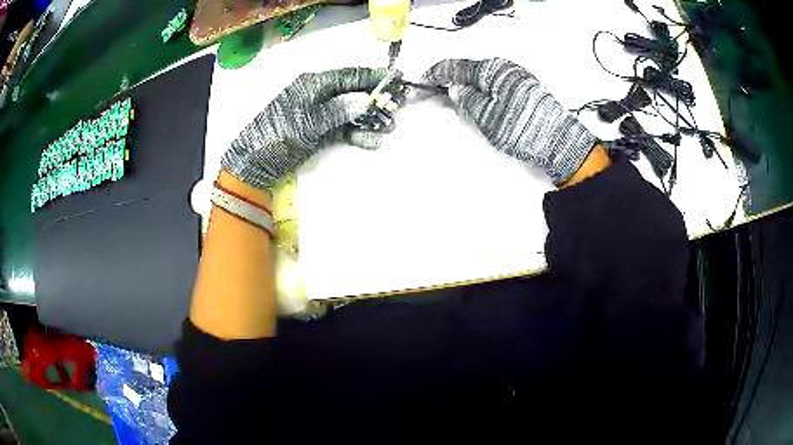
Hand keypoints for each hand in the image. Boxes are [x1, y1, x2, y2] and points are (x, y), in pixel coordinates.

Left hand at [222, 67, 390, 189]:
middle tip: (398, 106)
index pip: (350, 76)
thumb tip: (364, 102)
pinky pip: (343, 129)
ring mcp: (320, 114)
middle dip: (376, 100)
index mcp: (314, 84)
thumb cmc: (277, 136)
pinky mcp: (320, 131)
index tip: (397, 77)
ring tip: (390, 128)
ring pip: (351, 112)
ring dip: (370, 120)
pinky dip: (357, 134)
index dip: (374, 76)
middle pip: (354, 93)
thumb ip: (337, 111)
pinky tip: (372, 141)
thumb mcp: (307, 122)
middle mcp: (320, 95)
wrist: (254, 163)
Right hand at [423, 58, 597, 183]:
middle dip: (453, 80)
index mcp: (491, 70)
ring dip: (469, 86)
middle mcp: (505, 68)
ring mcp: (518, 77)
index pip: (456, 66)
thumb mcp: (486, 116)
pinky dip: (484, 90)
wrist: (559, 141)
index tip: (424, 80)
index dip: (437, 73)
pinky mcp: (526, 88)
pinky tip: (482, 102)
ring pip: (484, 77)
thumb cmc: (523, 129)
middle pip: (471, 70)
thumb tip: (455, 89)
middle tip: (439, 93)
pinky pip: (497, 84)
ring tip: (459, 101)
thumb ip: (466, 99)